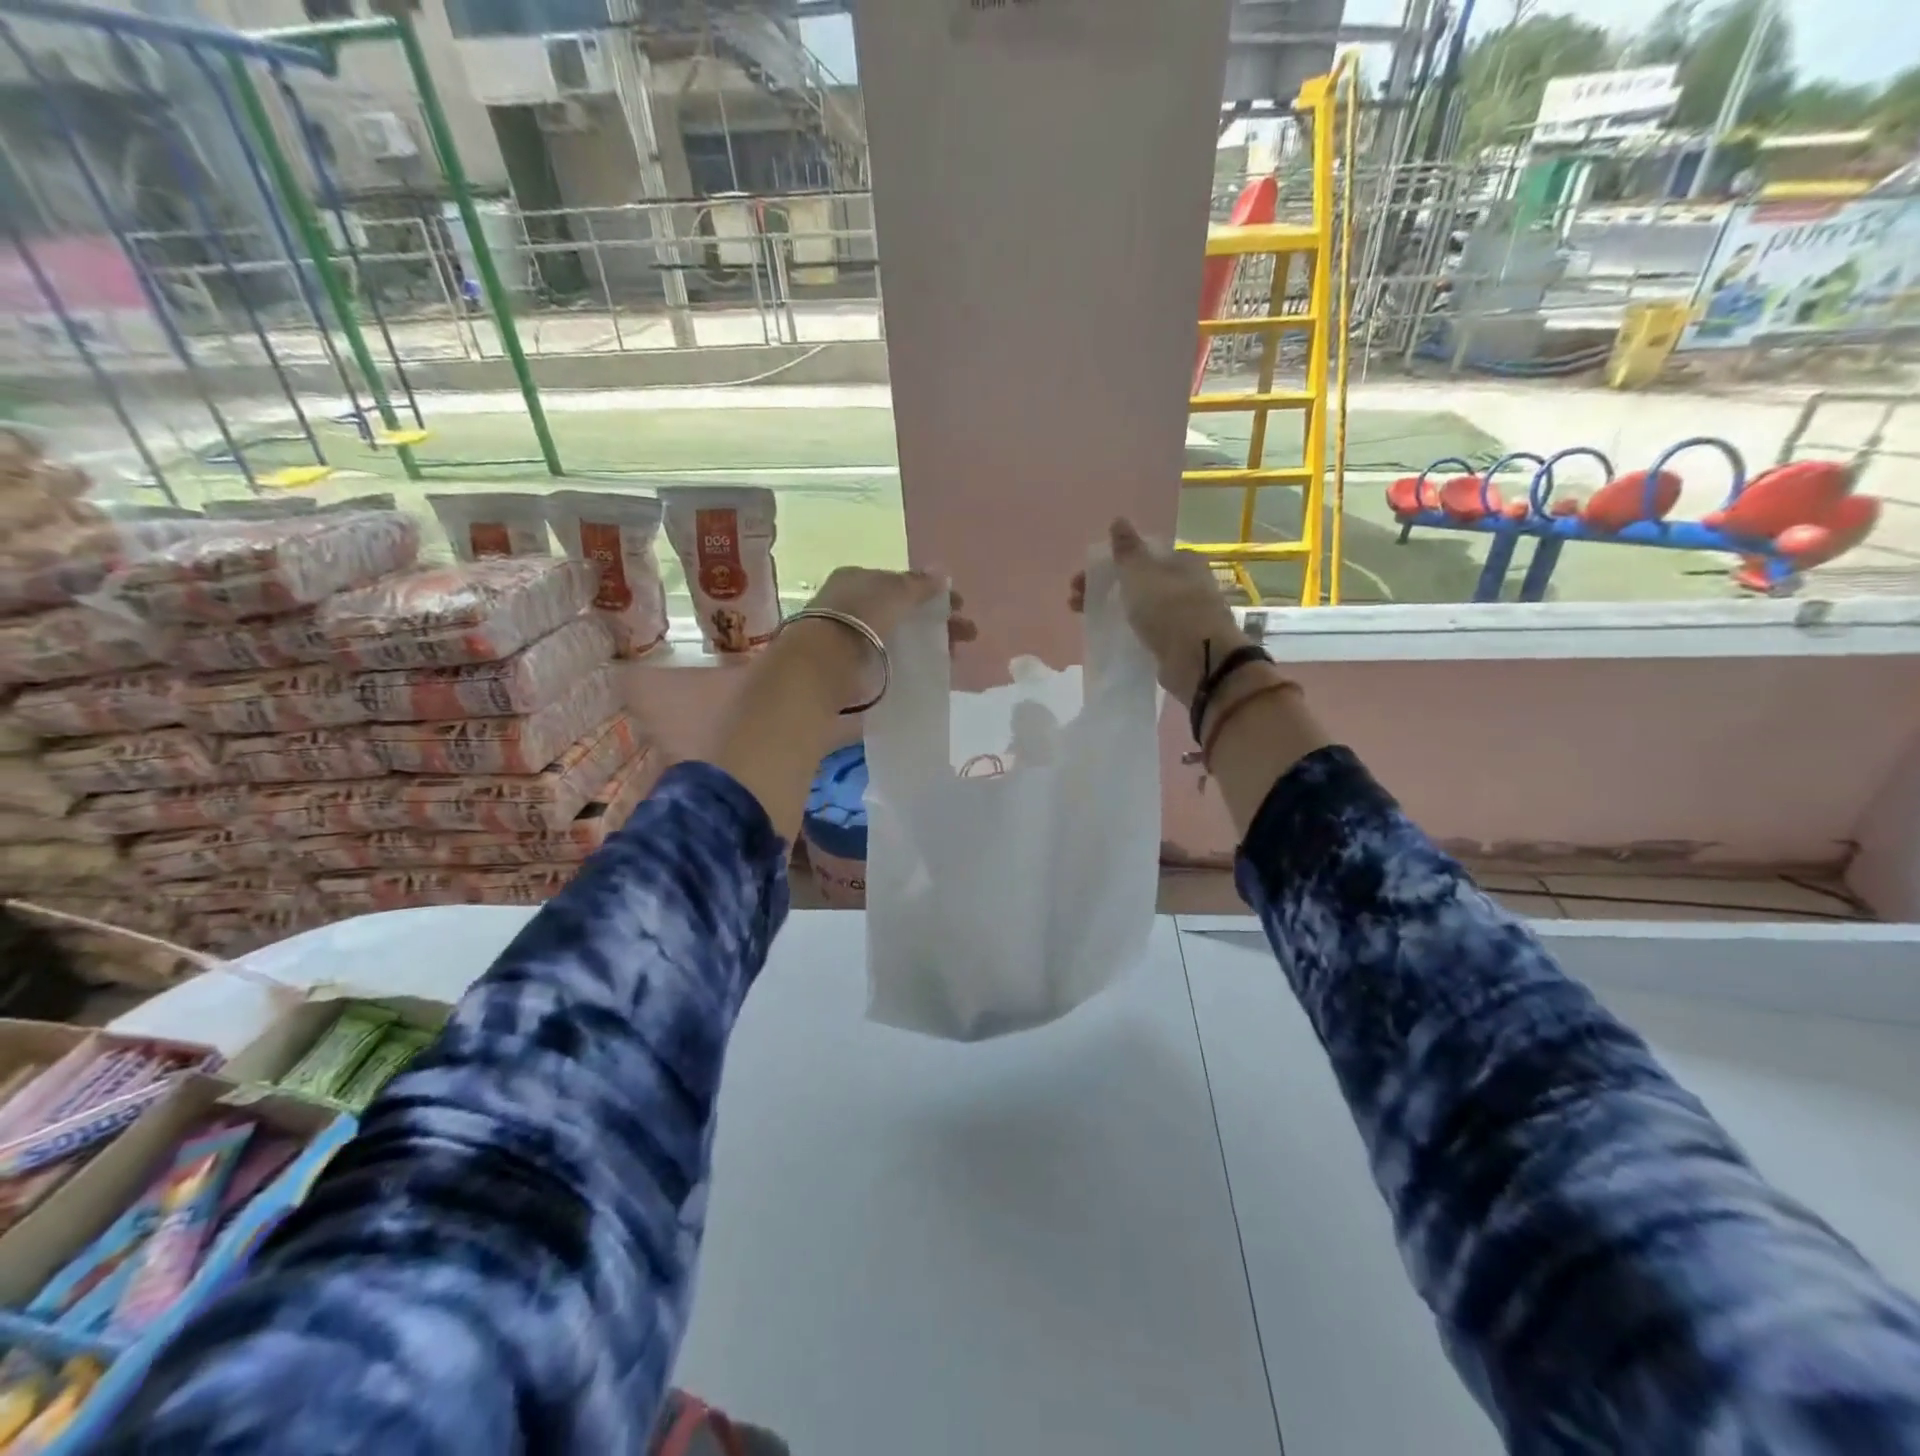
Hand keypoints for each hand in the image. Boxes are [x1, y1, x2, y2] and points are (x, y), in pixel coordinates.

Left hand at [787, 567, 977, 707]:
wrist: (823, 668)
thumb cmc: (859, 618)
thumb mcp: (894, 592)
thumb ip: (919, 584)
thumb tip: (942, 573)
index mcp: (856, 580)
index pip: (899, 583)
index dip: (930, 593)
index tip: (959, 606)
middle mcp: (851, 606)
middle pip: (902, 612)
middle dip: (935, 621)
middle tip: (967, 635)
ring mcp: (850, 640)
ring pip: (898, 639)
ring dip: (927, 645)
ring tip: (955, 657)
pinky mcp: (852, 670)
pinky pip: (890, 663)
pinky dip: (911, 665)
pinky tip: (930, 673)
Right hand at [1069, 519, 1247, 705]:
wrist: (1198, 659)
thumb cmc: (1169, 608)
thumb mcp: (1141, 573)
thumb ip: (1127, 550)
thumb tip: (1118, 520)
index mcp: (1182, 561)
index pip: (1141, 556)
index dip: (1110, 564)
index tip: (1084, 577)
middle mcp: (1187, 584)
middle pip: (1138, 581)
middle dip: (1105, 587)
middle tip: (1074, 599)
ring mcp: (1184, 615)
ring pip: (1140, 606)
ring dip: (1112, 609)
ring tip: (1082, 618)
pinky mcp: (1178, 642)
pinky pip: (1146, 630)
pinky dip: (1127, 629)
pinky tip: (1110, 635)